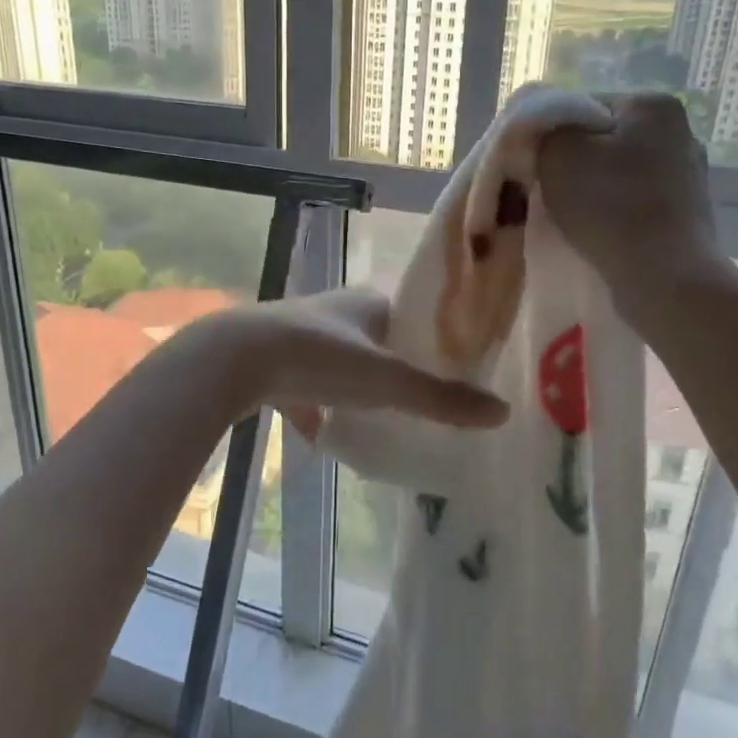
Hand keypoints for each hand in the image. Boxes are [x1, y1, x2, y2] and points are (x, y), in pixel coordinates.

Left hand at [187, 289, 508, 436]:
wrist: (234, 359)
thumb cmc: (319, 357)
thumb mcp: (387, 380)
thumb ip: (441, 398)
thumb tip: (502, 412)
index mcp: (367, 302)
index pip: (412, 311)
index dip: (434, 335)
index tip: (456, 364)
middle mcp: (334, 313)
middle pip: (377, 339)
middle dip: (396, 364)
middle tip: (423, 397)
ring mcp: (299, 337)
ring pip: (339, 362)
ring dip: (355, 385)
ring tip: (380, 416)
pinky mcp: (271, 364)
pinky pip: (302, 387)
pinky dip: (314, 408)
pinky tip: (322, 434)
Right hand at [535, 92, 732, 335]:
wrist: (664, 277)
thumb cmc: (610, 207)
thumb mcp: (557, 156)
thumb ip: (543, 133)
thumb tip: (544, 134)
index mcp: (652, 105)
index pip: (582, 106)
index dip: (550, 136)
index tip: (531, 166)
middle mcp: (680, 132)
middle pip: (603, 140)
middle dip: (573, 163)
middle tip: (545, 193)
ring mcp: (689, 174)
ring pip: (618, 173)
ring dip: (593, 190)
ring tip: (571, 217)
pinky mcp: (688, 214)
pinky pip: (635, 202)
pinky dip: (614, 213)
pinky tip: (599, 232)